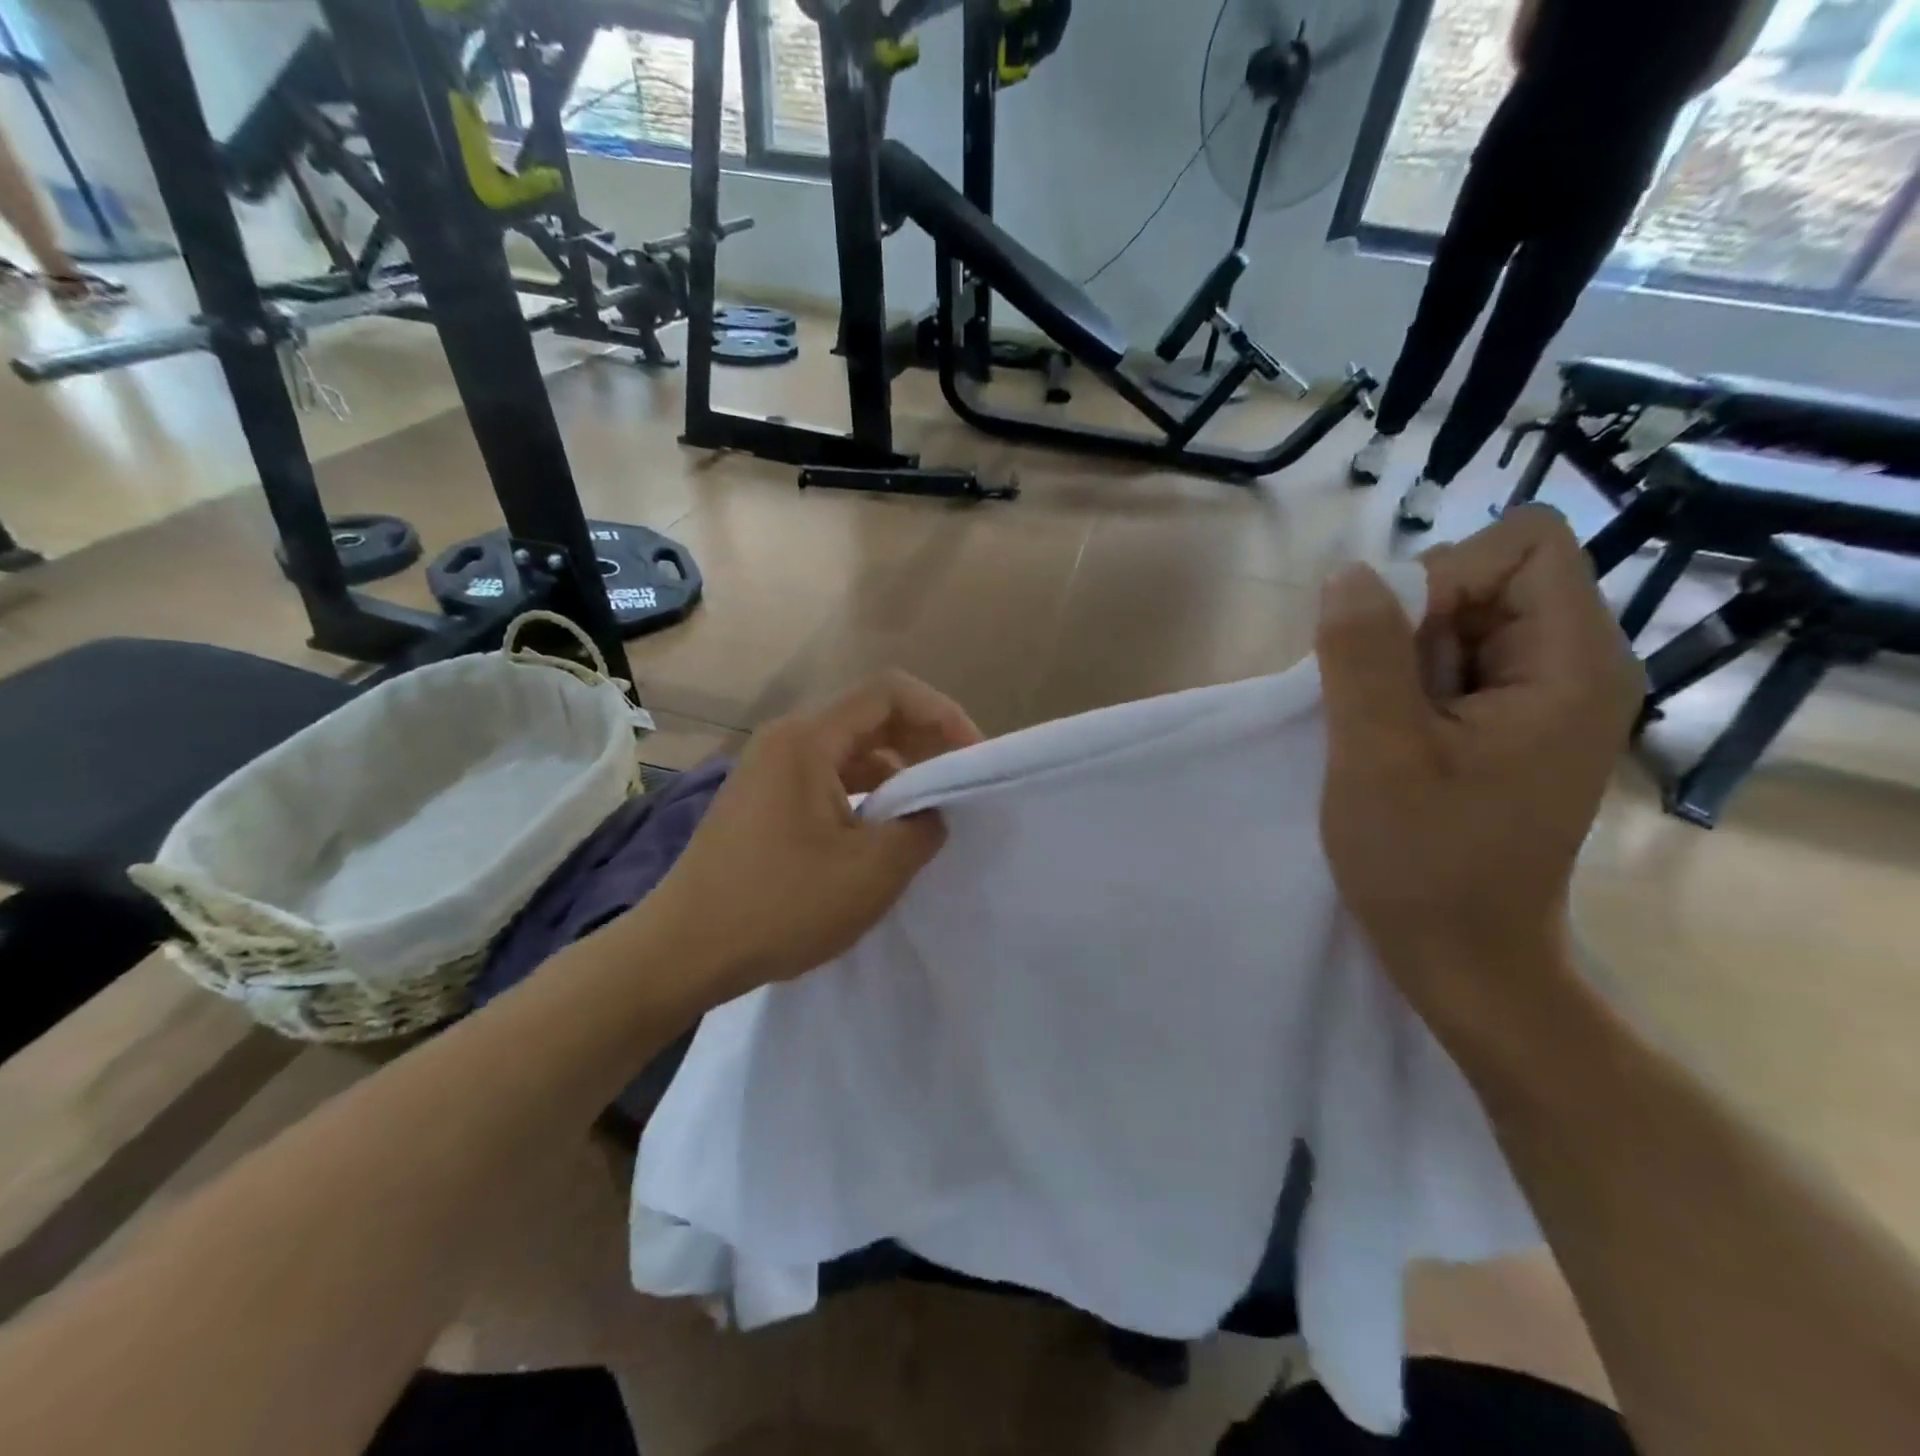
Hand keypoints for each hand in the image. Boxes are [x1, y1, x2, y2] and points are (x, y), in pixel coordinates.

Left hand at [641, 672, 982, 1003]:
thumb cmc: (779, 904)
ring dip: (895, 774)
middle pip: (870, 718)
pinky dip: (864, 797)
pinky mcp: (763, 804)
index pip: (889, 693)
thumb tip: (930, 815)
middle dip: (923, 744)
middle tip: (958, 784)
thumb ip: (921, 829)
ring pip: (849, 753)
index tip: (971, 759)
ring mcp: (769, 772)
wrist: (682, 952)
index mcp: (808, 739)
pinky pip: (827, 781)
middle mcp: (786, 741)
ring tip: (926, 815)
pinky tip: (880, 836)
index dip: (941, 715)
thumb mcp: (872, 870)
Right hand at [1315, 508, 1643, 1031]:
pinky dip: (1407, 685)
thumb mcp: (1377, 754)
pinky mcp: (1513, 723)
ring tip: (1384, 731)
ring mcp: (1547, 697)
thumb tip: (1348, 572)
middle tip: (1384, 708)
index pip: (1523, 544)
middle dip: (1414, 626)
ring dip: (1401, 661)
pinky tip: (1390, 738)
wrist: (1464, 958)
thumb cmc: (1424, 863)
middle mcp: (1577, 667)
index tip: (1397, 656)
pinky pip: (1453, 662)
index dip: (1445, 578)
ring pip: (1460, 620)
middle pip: (1489, 577)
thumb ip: (1362, 655)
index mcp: (1573, 666)